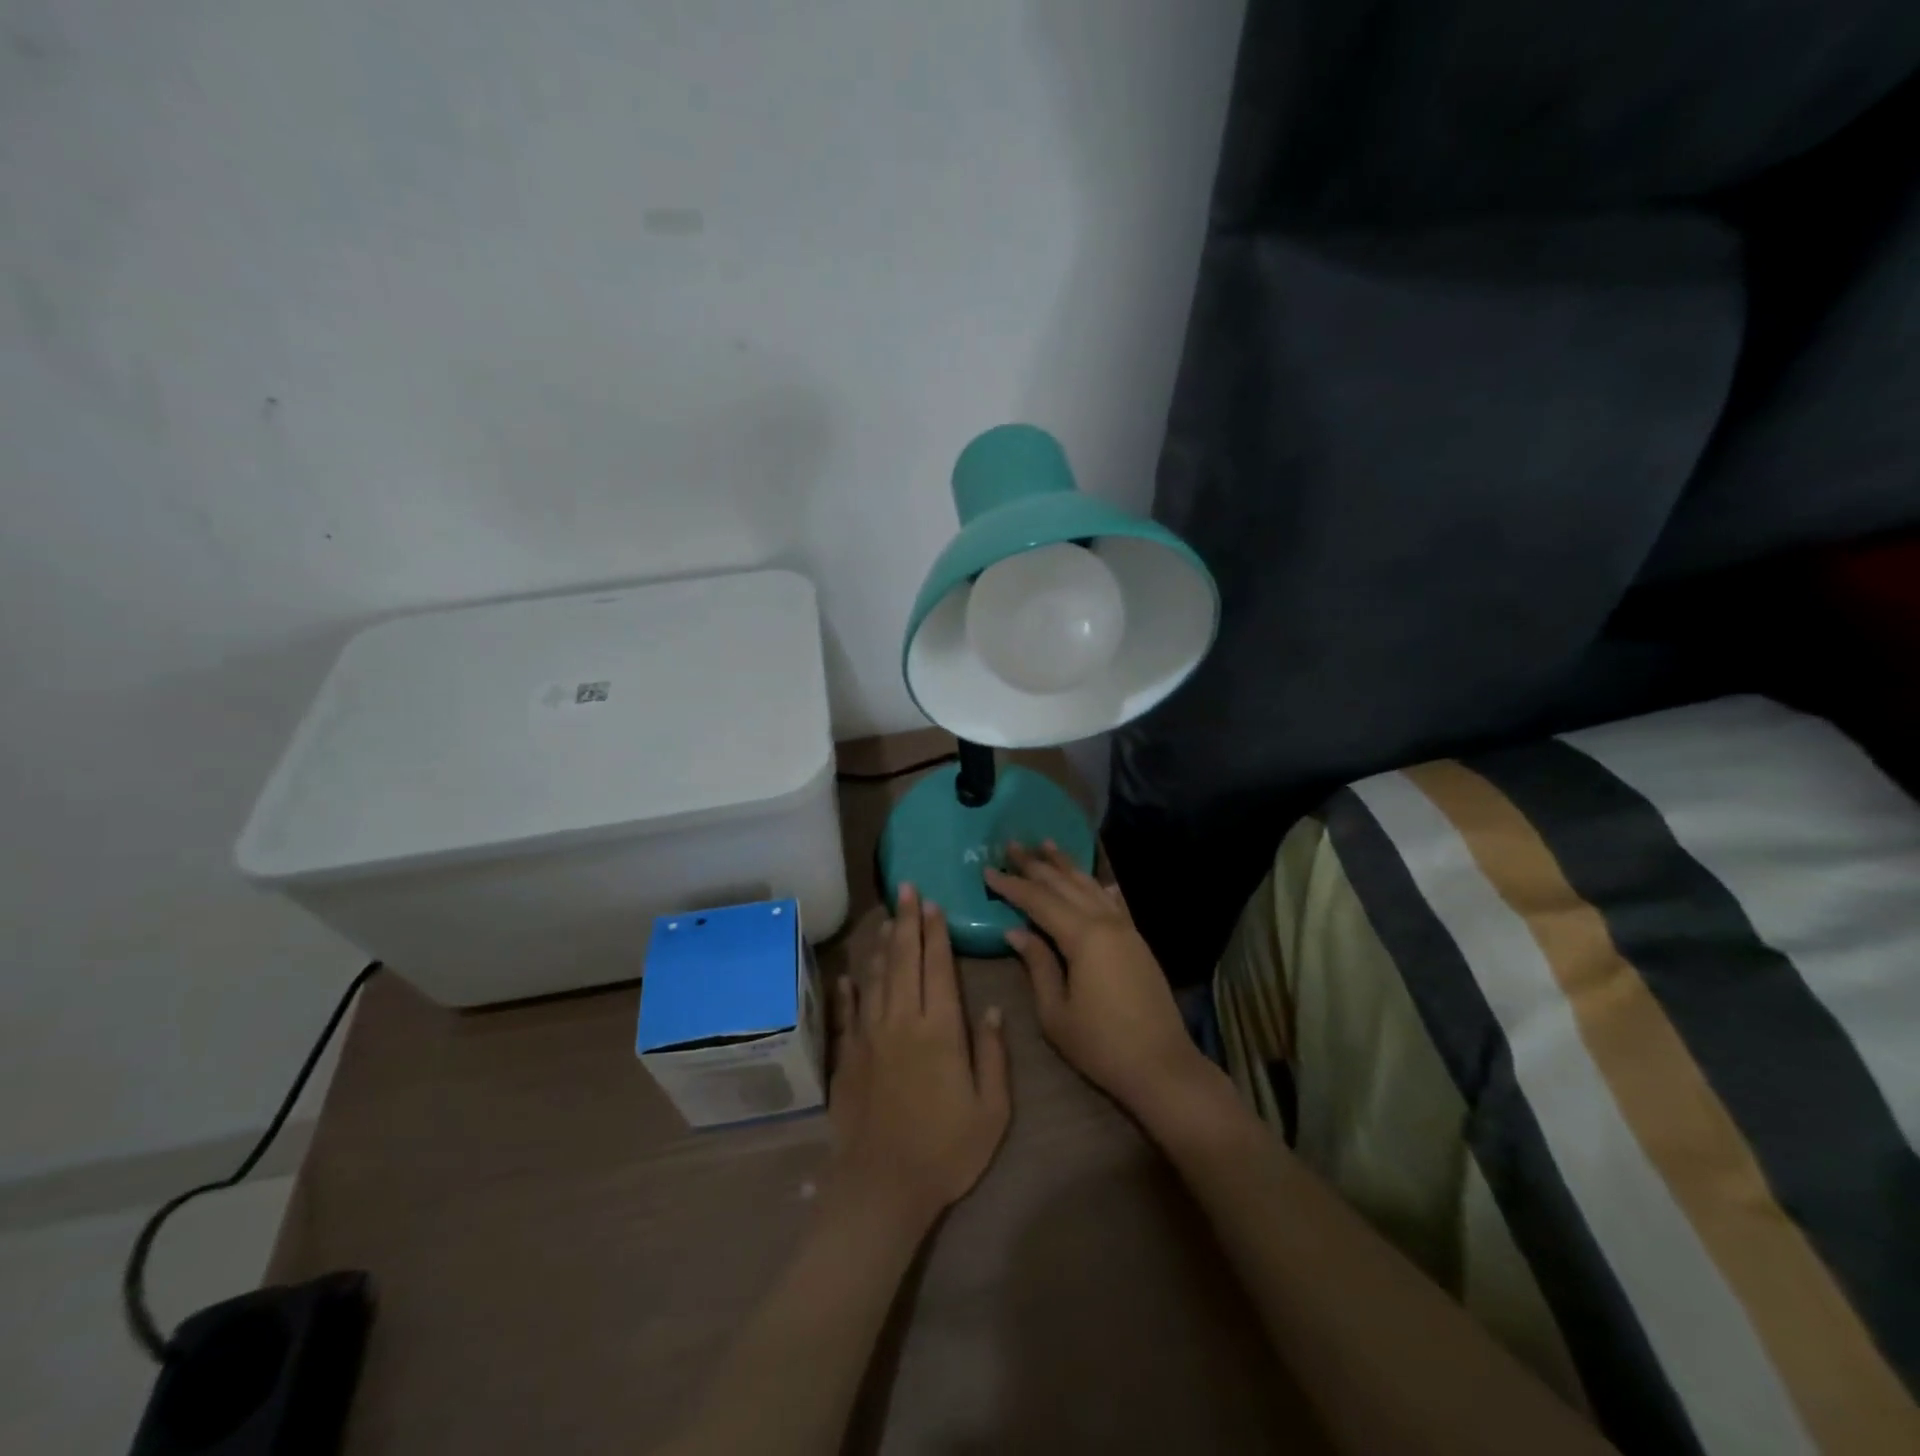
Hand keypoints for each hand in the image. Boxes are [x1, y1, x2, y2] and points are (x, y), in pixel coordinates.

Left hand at [827, 885, 1010, 1231]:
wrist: (882, 1187)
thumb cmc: (946, 1150)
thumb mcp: (991, 1110)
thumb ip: (992, 1054)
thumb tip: (991, 1009)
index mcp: (940, 1030)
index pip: (938, 968)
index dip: (936, 933)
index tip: (934, 904)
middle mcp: (902, 1021)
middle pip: (904, 960)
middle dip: (908, 922)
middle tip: (907, 889)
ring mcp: (870, 1036)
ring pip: (876, 978)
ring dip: (883, 945)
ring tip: (887, 918)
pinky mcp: (847, 1056)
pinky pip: (848, 1012)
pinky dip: (849, 989)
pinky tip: (849, 974)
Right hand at [985, 844, 1215, 1120]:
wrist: (1162, 1066)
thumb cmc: (1102, 1045)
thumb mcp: (1056, 1013)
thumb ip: (1038, 965)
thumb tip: (1016, 931)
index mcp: (1083, 937)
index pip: (1039, 901)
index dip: (1012, 885)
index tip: (988, 870)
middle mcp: (1106, 923)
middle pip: (1065, 885)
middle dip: (1036, 864)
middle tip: (1012, 844)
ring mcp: (1126, 929)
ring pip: (1091, 887)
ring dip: (1067, 866)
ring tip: (1047, 844)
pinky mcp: (1138, 942)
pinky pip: (1115, 902)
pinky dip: (1099, 886)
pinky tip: (1097, 879)